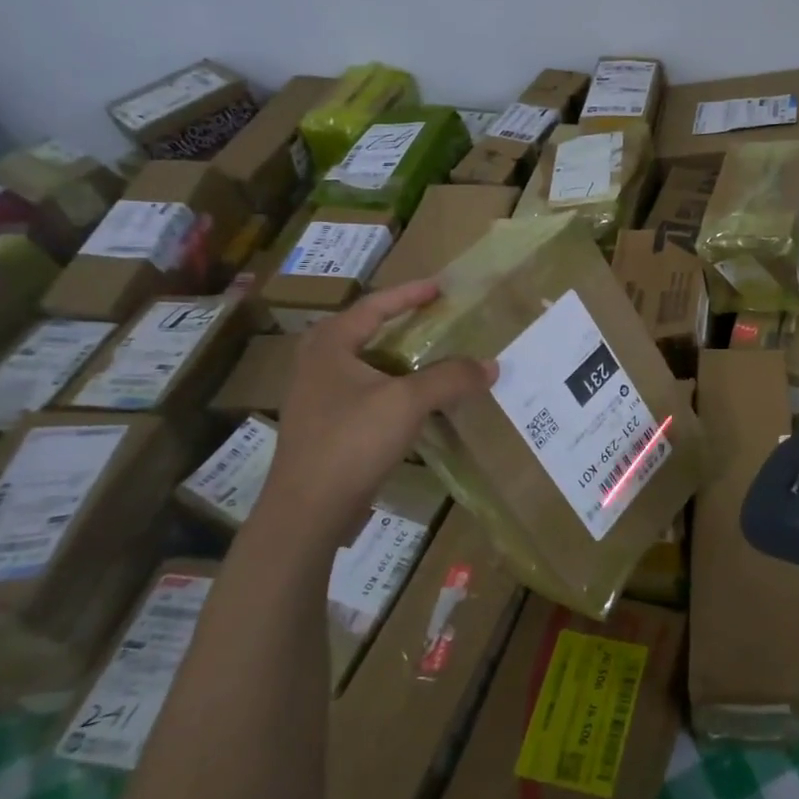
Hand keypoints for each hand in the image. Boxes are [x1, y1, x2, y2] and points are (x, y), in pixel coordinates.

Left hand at [257, 280, 493, 553]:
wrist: (307, 511)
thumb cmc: (351, 441)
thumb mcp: (408, 402)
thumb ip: (451, 378)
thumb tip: (492, 365)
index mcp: (329, 345)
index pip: (374, 305)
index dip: (409, 293)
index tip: (440, 287)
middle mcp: (316, 364)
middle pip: (364, 330)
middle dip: (398, 322)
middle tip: (431, 318)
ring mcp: (316, 398)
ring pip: (364, 364)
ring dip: (397, 357)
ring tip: (429, 357)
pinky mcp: (324, 427)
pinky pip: (364, 392)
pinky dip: (391, 386)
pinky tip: (413, 402)